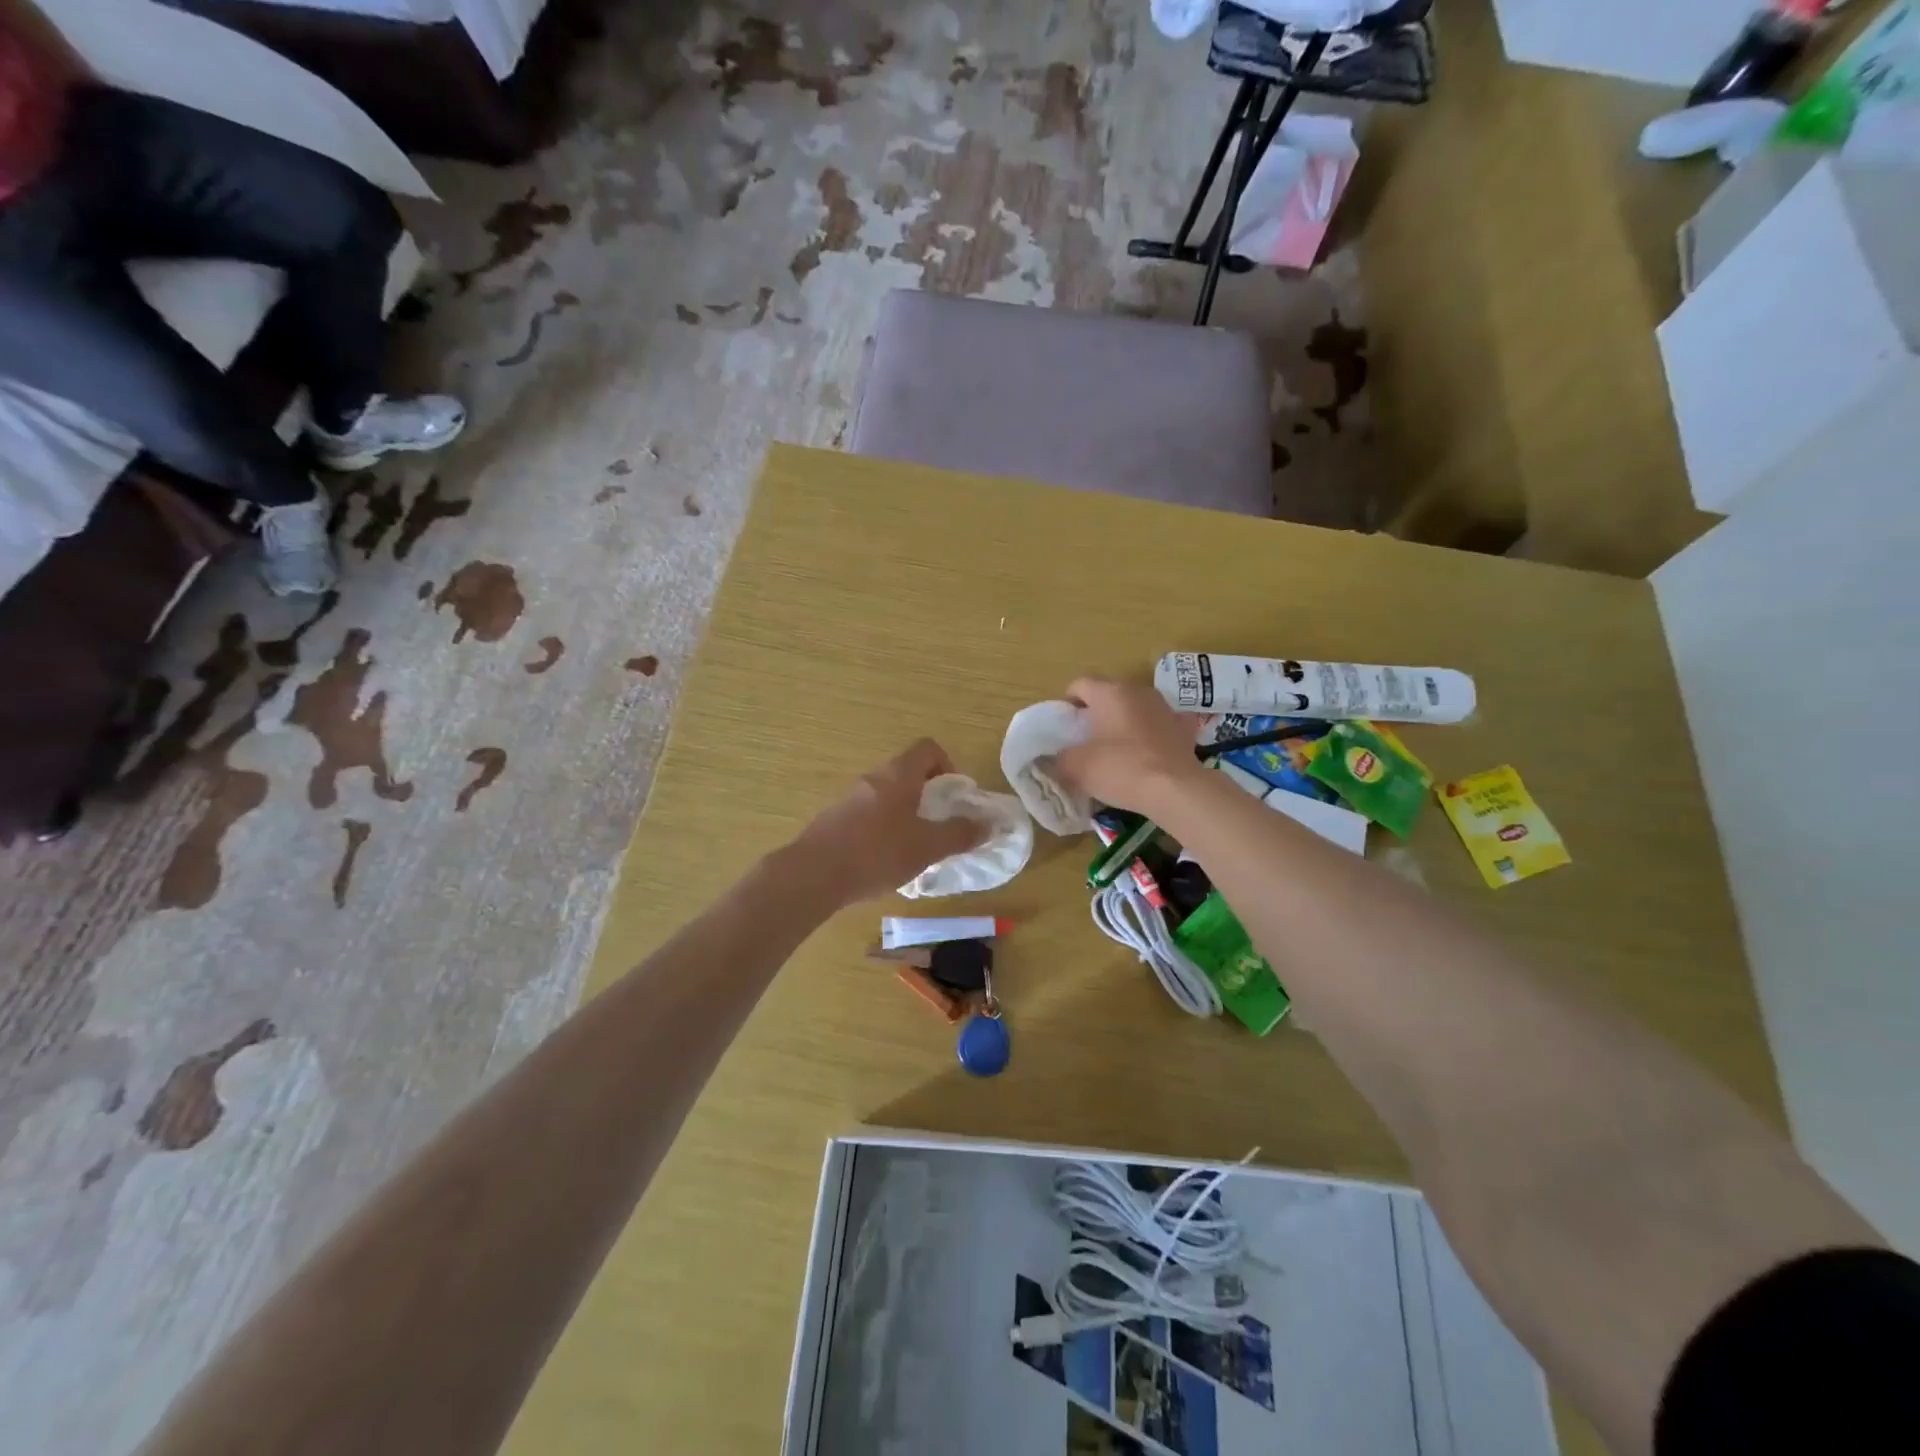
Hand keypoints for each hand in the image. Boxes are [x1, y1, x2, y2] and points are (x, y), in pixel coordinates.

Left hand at [788, 739, 988, 906]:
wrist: (812, 875)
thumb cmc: (876, 853)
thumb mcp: (926, 847)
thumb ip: (960, 834)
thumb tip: (990, 824)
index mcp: (898, 775)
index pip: (928, 748)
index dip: (948, 766)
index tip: (955, 797)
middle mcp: (873, 778)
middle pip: (908, 773)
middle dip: (930, 796)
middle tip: (940, 827)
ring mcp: (849, 798)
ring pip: (888, 796)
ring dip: (907, 814)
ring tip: (915, 849)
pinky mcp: (834, 821)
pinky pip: (868, 815)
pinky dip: (884, 829)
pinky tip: (885, 862)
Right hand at [1053, 676, 1205, 815]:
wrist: (1175, 789)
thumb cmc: (1120, 768)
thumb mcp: (1077, 767)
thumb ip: (1061, 757)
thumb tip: (1059, 758)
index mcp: (1109, 692)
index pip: (1080, 684)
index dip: (1068, 702)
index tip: (1066, 726)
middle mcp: (1138, 691)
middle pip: (1109, 693)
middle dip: (1096, 712)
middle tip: (1087, 738)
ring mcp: (1164, 707)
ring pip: (1135, 707)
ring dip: (1123, 721)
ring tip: (1116, 748)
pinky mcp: (1183, 727)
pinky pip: (1158, 725)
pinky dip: (1149, 734)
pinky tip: (1146, 754)